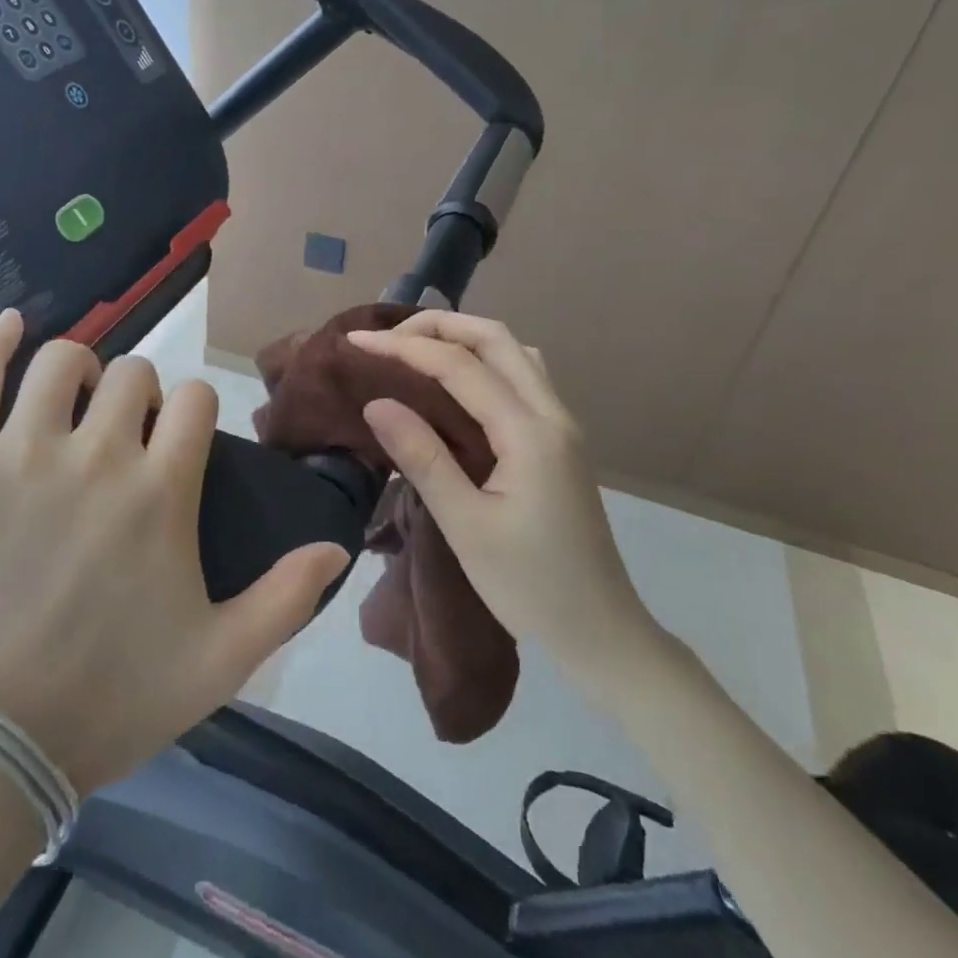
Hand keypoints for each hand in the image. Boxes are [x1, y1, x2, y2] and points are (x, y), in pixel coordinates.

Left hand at [0, 309, 350, 793]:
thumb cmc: (107, 701)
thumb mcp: (219, 662)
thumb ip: (286, 598)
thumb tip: (337, 546)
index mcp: (162, 491)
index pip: (196, 400)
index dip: (192, 412)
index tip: (176, 441)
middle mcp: (98, 455)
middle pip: (135, 373)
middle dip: (139, 395)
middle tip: (120, 434)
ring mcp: (19, 453)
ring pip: (63, 361)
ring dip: (79, 370)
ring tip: (71, 404)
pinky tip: (11, 326)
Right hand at [348, 312, 658, 675]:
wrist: (601, 632)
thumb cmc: (528, 586)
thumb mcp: (466, 526)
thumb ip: (422, 457)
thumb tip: (377, 402)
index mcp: (529, 433)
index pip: (460, 366)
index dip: (404, 348)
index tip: (355, 343)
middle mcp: (552, 414)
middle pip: (496, 338)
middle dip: (438, 326)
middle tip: (387, 337)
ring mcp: (562, 426)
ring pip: (515, 353)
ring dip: (465, 338)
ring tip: (417, 349)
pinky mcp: (560, 442)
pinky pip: (522, 377)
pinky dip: (485, 361)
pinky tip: (458, 385)